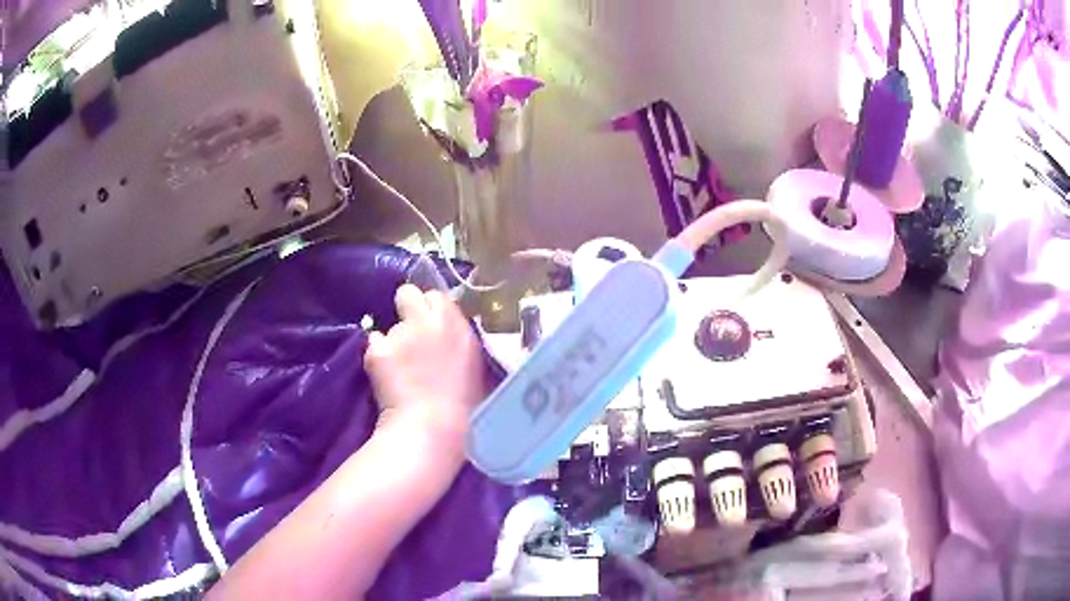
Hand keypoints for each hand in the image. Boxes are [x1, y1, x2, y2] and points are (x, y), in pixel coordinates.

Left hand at [364, 284, 485, 450]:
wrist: (432, 427)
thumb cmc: (465, 405)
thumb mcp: (474, 365)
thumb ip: (459, 342)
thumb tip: (448, 337)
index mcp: (454, 323)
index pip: (436, 296)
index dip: (432, 310)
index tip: (432, 326)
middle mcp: (425, 320)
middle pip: (407, 293)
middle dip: (407, 308)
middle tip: (410, 332)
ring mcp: (398, 334)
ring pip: (389, 326)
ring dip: (393, 341)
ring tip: (399, 368)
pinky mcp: (375, 350)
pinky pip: (374, 345)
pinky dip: (378, 358)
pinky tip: (385, 376)